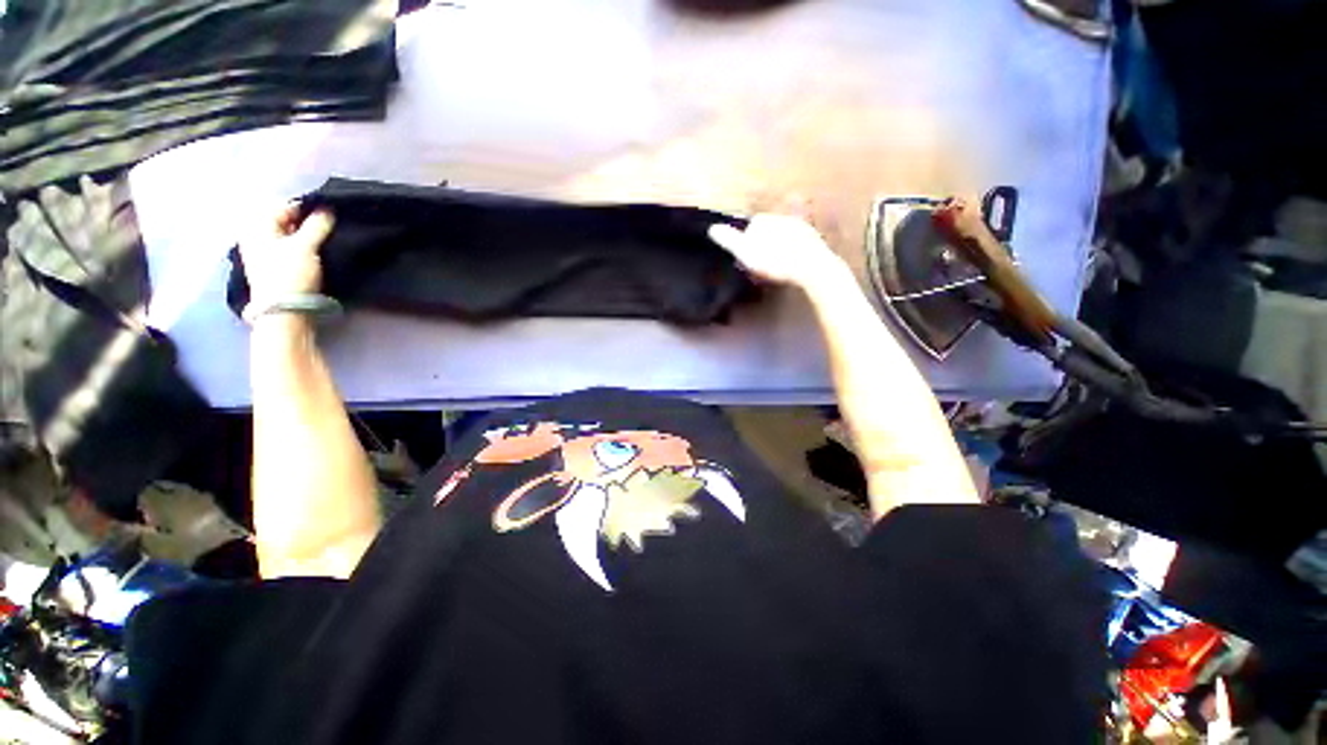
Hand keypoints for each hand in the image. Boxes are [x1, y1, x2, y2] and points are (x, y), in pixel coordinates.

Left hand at [238, 203, 334, 305]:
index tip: (326, 215)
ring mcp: (263, 254)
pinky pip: (289, 250)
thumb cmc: (290, 274)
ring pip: (288, 237)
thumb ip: (317, 225)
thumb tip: (327, 209)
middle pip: (284, 222)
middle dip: (305, 223)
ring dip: (305, 237)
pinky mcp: (274, 268)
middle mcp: (255, 237)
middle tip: (327, 229)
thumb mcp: (305, 246)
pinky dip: (303, 249)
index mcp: (256, 227)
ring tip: (325, 242)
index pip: (282, 206)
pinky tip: (316, 255)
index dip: (304, 209)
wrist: (285, 310)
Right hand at [708, 214, 846, 289]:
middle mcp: (784, 218)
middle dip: (764, 241)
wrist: (812, 268)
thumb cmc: (775, 261)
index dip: (747, 241)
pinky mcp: (815, 241)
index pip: (752, 225)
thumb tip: (712, 228)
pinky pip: (799, 244)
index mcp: (766, 220)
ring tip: (776, 265)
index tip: (748, 257)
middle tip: (761, 262)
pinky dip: (793, 252)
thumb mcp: (746, 252)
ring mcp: (801, 228)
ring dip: (779, 246)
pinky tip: (791, 265)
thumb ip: (729, 240)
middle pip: (769, 229)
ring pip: (784, 236)